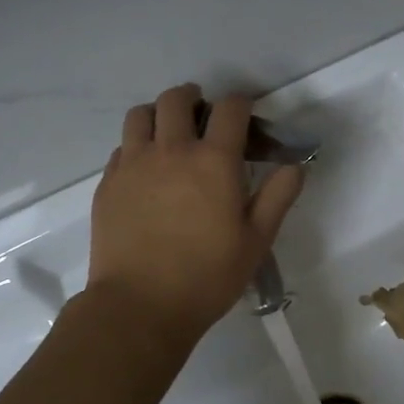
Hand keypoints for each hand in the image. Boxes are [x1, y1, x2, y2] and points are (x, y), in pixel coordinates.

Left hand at [87, 84, 303, 342]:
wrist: (140, 305)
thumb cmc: (208, 276)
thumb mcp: (256, 241)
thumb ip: (278, 197)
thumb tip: (294, 166)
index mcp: (214, 161)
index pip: (230, 109)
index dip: (241, 104)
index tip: (245, 116)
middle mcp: (172, 150)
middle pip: (177, 99)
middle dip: (194, 98)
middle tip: (202, 114)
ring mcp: (134, 164)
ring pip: (141, 115)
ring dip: (159, 114)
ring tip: (168, 132)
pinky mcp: (109, 183)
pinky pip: (122, 147)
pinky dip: (137, 145)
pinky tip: (145, 168)